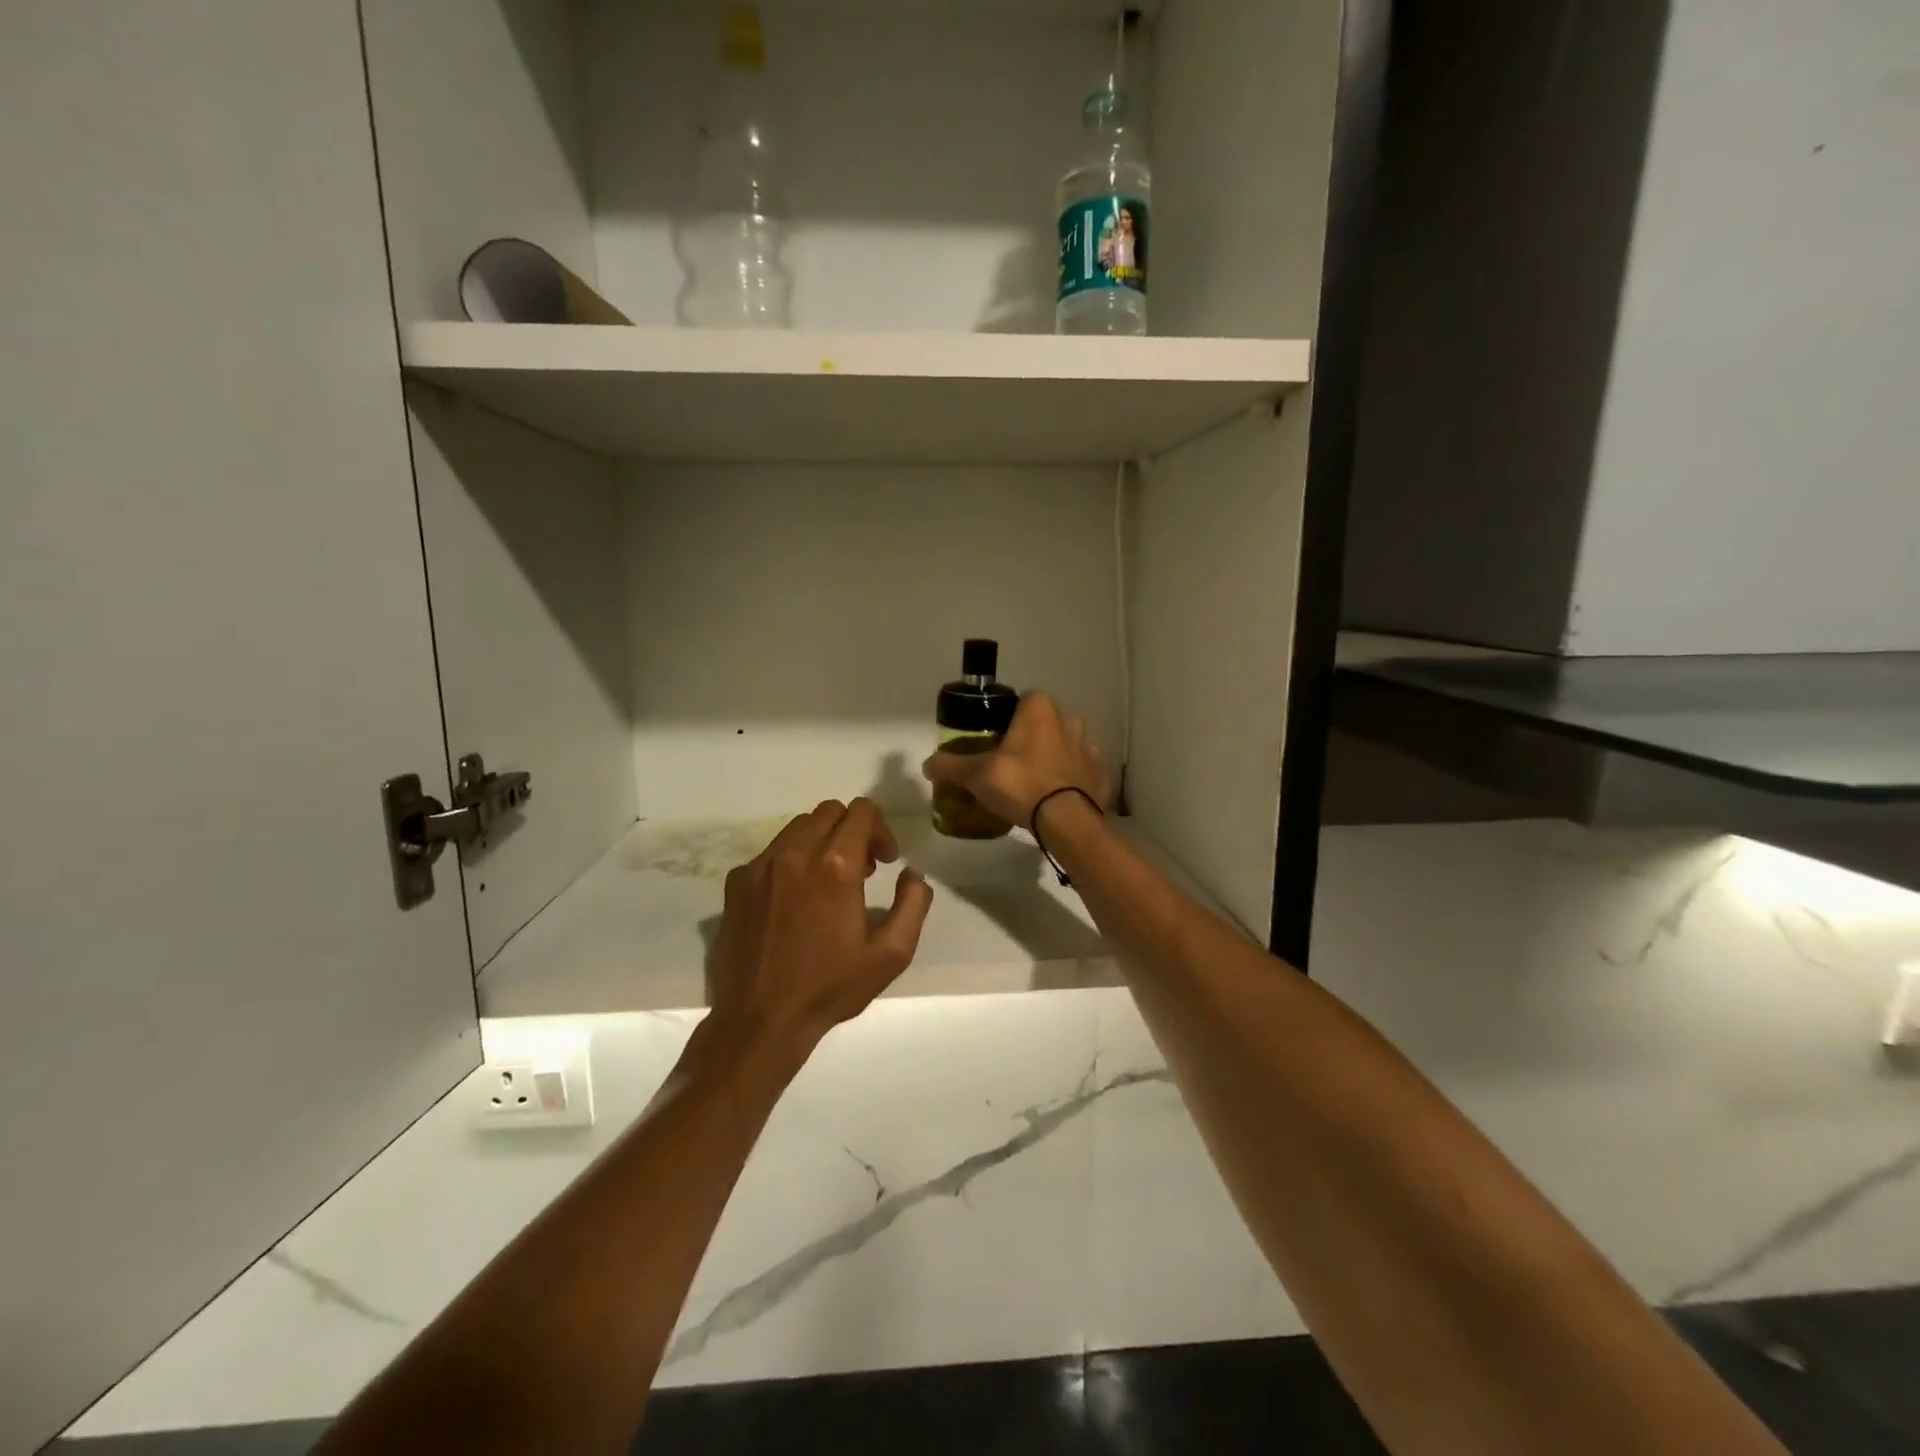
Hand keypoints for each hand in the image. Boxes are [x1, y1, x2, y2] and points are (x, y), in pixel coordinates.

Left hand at [707, 798, 934, 1054]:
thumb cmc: (830, 987)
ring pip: (798, 827)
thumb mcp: (891, 954)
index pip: (862, 811)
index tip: (885, 862)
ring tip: (828, 882)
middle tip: (861, 870)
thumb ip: (914, 903)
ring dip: (821, 842)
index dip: (882, 830)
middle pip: (829, 811)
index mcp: (835, 866)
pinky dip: (791, 861)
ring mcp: (760, 865)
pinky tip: (794, 899)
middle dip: (852, 830)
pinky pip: (771, 852)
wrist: (760, 1020)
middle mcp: (795, 853)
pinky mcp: (737, 882)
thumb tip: (913, 873)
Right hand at [921, 691, 1109, 828]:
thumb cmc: (1020, 783)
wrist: (1066, 820)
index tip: (994, 739)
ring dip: (1053, 755)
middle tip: (1010, 761)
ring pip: (1066, 744)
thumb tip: (927, 764)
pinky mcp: (1100, 773)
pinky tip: (1056, 794)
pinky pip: (1081, 769)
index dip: (1006, 718)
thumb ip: (950, 765)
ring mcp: (1088, 747)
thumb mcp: (976, 774)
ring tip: (1032, 780)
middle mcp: (1068, 719)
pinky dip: (1071, 778)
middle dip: (1030, 736)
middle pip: (1044, 722)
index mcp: (1039, 708)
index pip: (1021, 700)